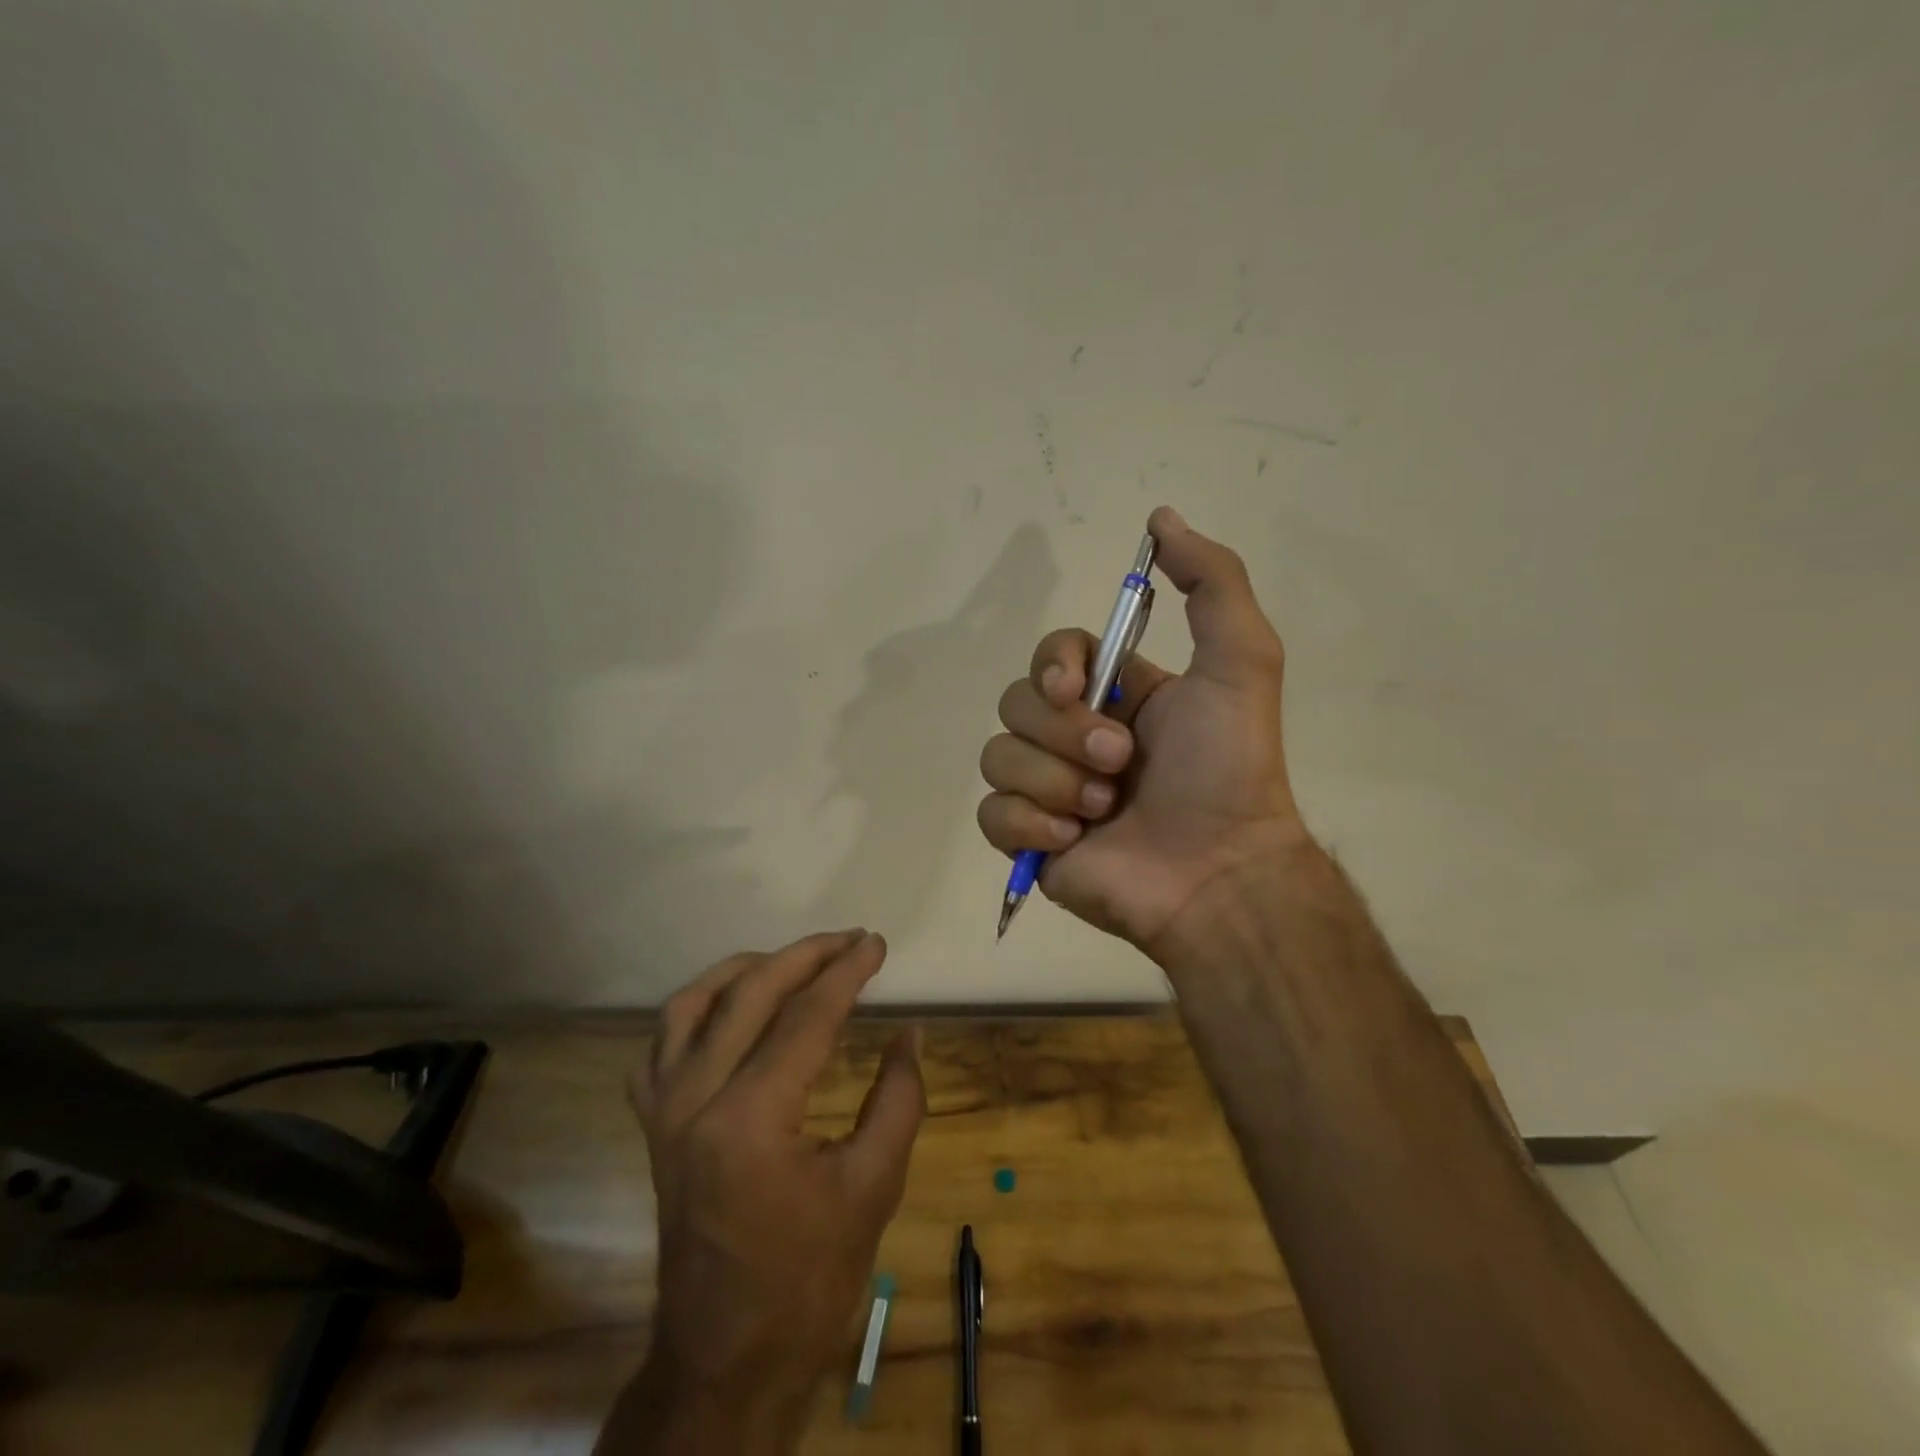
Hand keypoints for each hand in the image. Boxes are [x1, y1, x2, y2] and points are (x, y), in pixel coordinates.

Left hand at [611, 930, 924, 1452]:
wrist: (725, 1359)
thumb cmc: (808, 1281)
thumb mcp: (873, 1188)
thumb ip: (899, 1099)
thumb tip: (910, 1033)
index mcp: (751, 1119)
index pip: (806, 1017)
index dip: (847, 973)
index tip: (877, 944)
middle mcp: (695, 1100)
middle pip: (750, 994)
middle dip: (805, 956)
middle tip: (849, 940)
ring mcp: (664, 1111)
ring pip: (692, 1004)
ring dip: (746, 970)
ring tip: (793, 960)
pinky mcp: (653, 1126)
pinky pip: (661, 1044)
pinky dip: (697, 1009)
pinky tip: (730, 1006)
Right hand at [976, 506, 1312, 952]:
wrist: (1219, 872)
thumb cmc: (1228, 768)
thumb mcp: (1241, 661)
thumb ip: (1212, 582)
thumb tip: (1159, 518)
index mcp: (1112, 696)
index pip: (1049, 655)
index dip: (1051, 664)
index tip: (1073, 686)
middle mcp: (1074, 736)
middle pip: (1015, 704)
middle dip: (1066, 735)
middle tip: (1120, 765)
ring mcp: (1048, 789)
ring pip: (997, 757)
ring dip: (1054, 781)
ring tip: (1105, 809)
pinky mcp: (1030, 839)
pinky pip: (991, 814)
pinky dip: (1030, 822)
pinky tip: (1075, 838)